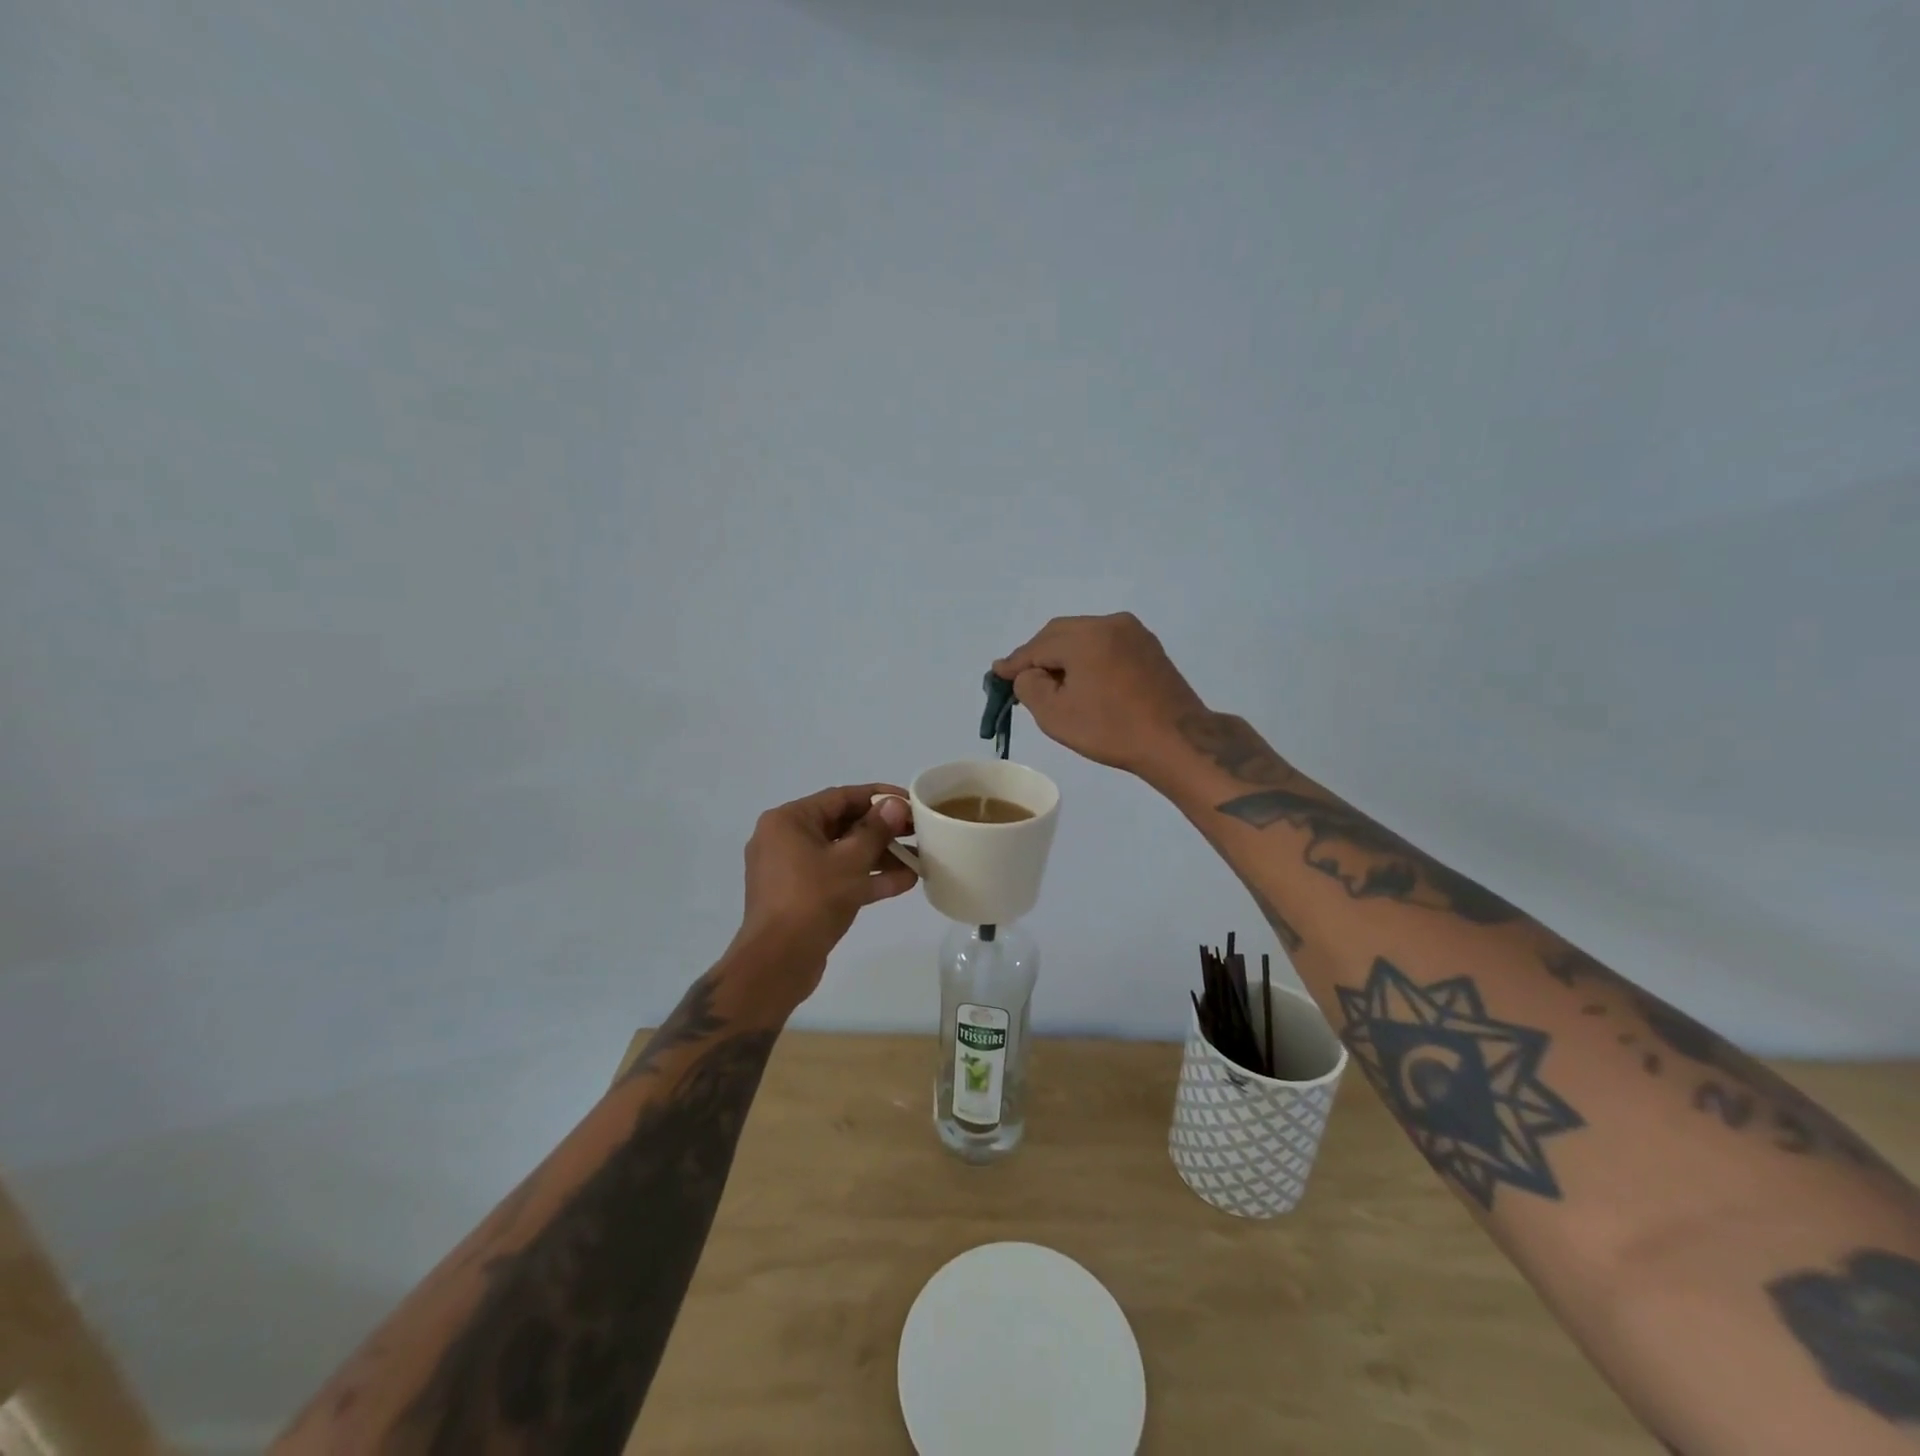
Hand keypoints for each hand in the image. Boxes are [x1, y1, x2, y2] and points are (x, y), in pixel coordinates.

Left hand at [734, 784, 918, 976]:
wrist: (777, 963)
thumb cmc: (812, 899)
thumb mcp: (850, 861)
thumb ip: (876, 830)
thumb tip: (895, 804)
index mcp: (788, 821)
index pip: (841, 797)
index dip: (879, 797)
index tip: (910, 801)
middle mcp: (785, 839)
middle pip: (842, 825)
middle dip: (882, 829)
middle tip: (918, 830)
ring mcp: (791, 870)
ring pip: (842, 854)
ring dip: (879, 856)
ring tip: (919, 857)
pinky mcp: (801, 896)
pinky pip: (837, 877)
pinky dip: (865, 878)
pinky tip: (905, 882)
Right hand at [993, 613, 1207, 776]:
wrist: (1177, 741)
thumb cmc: (1111, 730)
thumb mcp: (1055, 714)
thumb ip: (1029, 686)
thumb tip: (1027, 673)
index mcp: (1085, 636)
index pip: (1037, 646)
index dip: (1015, 663)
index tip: (997, 675)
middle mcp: (1109, 623)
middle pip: (1060, 634)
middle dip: (1039, 655)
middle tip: (1023, 681)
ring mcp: (1133, 632)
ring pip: (1084, 637)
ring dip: (1064, 655)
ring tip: (1054, 684)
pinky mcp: (1149, 647)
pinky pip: (1106, 644)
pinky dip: (1088, 657)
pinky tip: (1084, 680)